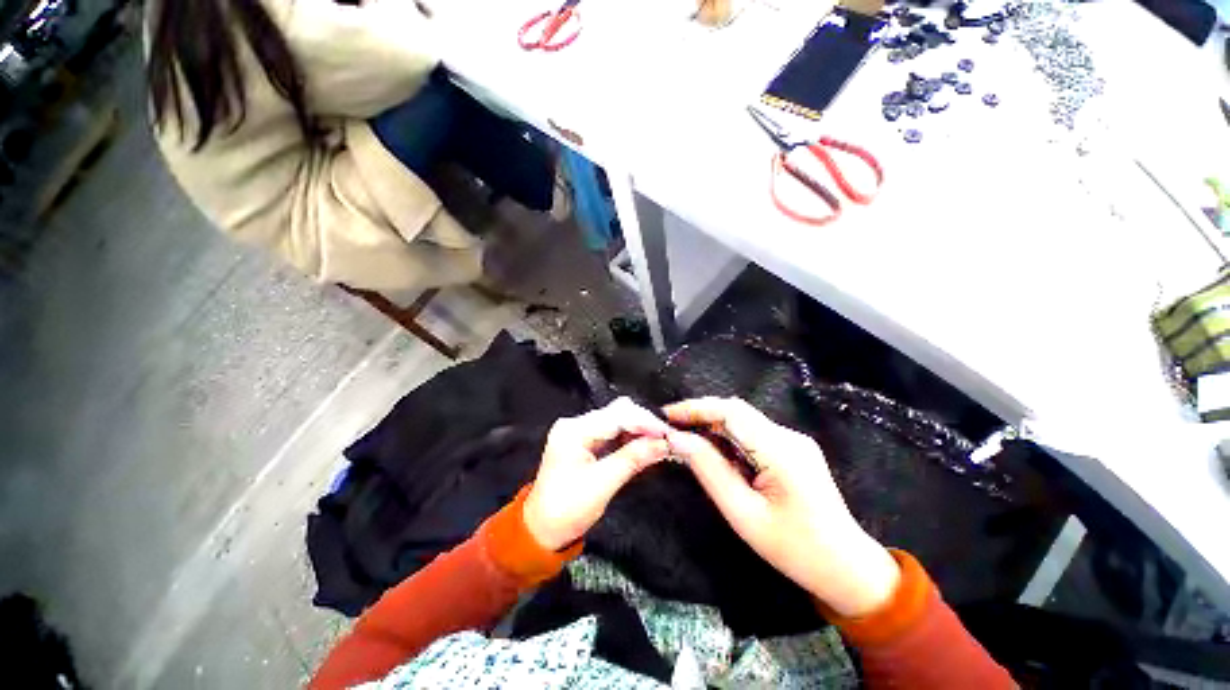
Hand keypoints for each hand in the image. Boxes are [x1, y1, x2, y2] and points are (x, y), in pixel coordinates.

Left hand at [523, 398, 671, 550]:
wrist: (542, 531)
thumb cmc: (566, 510)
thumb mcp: (602, 485)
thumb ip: (633, 459)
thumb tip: (662, 443)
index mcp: (573, 431)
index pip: (616, 416)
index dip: (644, 422)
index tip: (667, 433)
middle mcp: (576, 424)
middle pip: (617, 413)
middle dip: (644, 424)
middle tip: (667, 438)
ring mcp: (580, 432)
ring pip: (618, 421)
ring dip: (640, 430)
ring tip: (661, 441)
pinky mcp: (586, 442)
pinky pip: (614, 433)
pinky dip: (631, 438)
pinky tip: (646, 445)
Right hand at [665, 397, 899, 616]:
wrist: (847, 568)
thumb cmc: (794, 549)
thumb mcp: (743, 514)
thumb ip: (709, 470)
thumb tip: (677, 439)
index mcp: (781, 451)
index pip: (731, 412)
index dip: (696, 408)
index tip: (667, 415)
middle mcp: (789, 437)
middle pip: (737, 411)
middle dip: (701, 414)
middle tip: (672, 427)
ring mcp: (794, 441)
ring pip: (744, 421)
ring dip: (713, 426)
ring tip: (687, 439)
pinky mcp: (793, 449)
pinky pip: (753, 434)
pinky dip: (728, 437)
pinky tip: (715, 452)